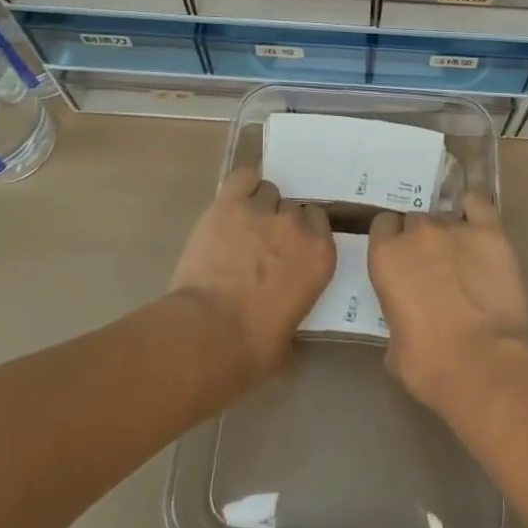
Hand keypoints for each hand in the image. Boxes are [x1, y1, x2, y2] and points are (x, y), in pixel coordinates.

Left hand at [171, 166, 334, 383]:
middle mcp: (296, 226)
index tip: (290, 249)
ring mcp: (262, 211)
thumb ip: (295, 311)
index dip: (303, 233)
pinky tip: (233, 200)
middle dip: (279, 224)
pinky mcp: (229, 204)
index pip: (319, 223)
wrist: (207, 335)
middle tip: (262, 246)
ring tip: (241, 227)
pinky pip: (243, 178)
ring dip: (258, 207)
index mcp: (319, 257)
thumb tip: (285, 319)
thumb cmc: (251, 350)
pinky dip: (241, 185)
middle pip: (293, 208)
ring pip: (268, 192)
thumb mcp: (289, 340)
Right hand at [368, 193, 527, 417]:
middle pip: (416, 220)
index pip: (383, 226)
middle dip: (422, 240)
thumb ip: (396, 314)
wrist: (482, 364)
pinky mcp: (489, 230)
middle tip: (434, 267)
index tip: (402, 260)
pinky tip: (479, 229)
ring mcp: (454, 227)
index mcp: (386, 256)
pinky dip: (476, 212)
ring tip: (463, 260)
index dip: (392, 241)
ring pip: (447, 217)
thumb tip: (407, 315)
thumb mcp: (394, 345)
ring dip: (450, 235)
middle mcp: (417, 232)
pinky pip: (478, 205)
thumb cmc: (430, 365)